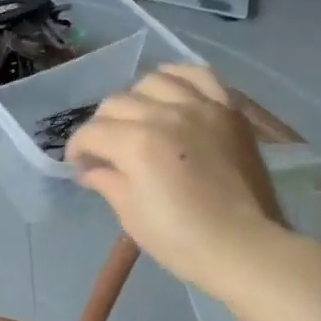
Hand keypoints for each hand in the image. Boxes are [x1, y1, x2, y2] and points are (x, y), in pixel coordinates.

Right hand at [67, 64, 299, 305]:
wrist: (242, 245)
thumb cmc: (180, 239)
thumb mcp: (131, 214)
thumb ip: (107, 181)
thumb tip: (90, 169)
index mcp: (137, 144)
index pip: (93, 132)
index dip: (78, 148)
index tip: (79, 164)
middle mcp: (166, 114)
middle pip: (117, 103)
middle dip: (102, 126)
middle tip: (105, 149)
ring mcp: (201, 107)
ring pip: (153, 81)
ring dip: (136, 98)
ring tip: (138, 119)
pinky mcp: (228, 109)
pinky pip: (199, 75)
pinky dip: (178, 78)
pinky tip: (169, 92)